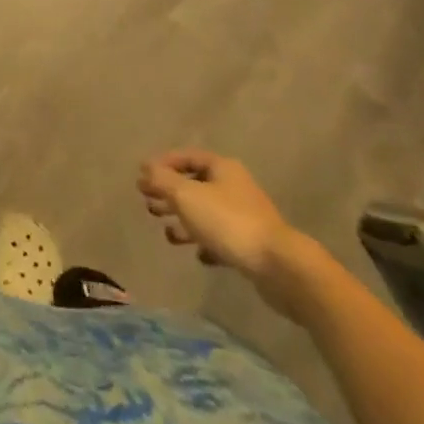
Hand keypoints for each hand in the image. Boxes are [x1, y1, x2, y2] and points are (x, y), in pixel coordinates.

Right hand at [138, 149, 306, 307]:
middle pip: (195, 185)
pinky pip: (222, 239)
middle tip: (148, 205)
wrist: (280, 267)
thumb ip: (162, 180)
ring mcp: (245, 216)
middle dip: (170, 195)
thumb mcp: (187, 196)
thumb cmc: (229, 222)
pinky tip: (198, 255)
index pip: (186, 157)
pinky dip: (206, 244)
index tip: (142, 178)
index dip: (163, 164)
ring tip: (167, 234)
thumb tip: (145, 168)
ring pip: (206, 214)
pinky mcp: (252, 246)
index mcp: (221, 168)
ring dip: (185, 221)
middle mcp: (234, 187)